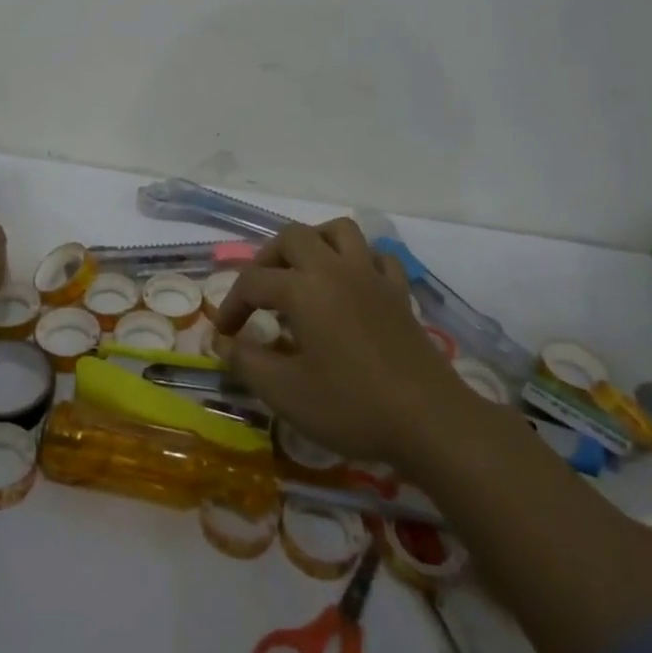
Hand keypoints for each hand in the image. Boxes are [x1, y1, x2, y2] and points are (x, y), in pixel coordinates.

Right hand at [216, 218, 463, 468]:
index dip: (232, 305)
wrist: (430, 421)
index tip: (224, 333)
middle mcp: (336, 269)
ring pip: (339, 231)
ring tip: (301, 274)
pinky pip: (375, 257)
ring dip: (314, 243)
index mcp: (304, 288)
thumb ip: (247, 362)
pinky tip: (350, 286)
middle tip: (259, 294)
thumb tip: (221, 341)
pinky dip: (357, 261)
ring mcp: (372, 276)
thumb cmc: (352, 406)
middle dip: (267, 259)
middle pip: (293, 237)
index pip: (254, 282)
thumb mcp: (286, 393)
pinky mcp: (399, 292)